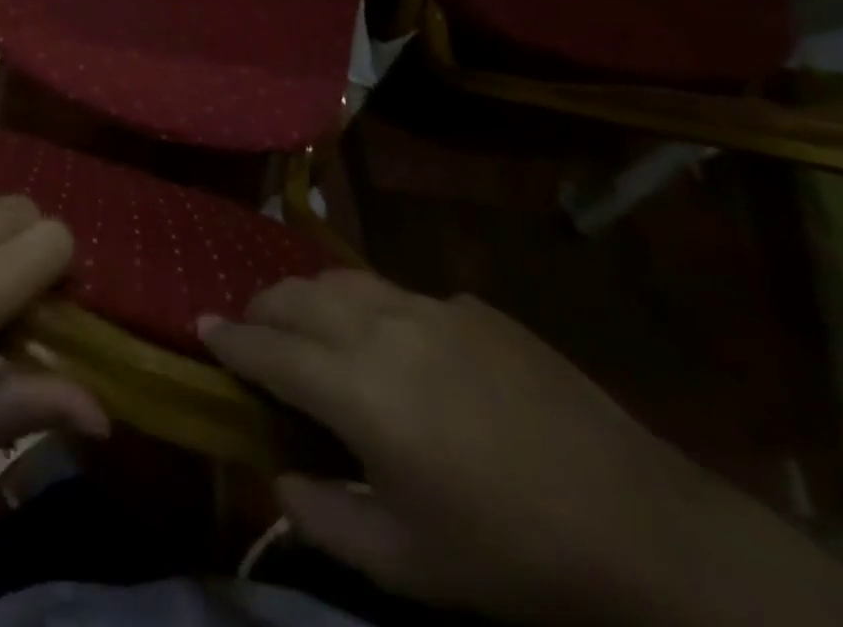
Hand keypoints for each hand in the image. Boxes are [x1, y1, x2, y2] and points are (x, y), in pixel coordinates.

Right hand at [201, 272, 739, 626]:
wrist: (641, 524)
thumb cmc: (510, 554)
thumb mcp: (406, 564)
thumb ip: (322, 517)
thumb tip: (278, 475)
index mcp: (359, 388)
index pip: (268, 348)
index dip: (228, 337)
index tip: (200, 327)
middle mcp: (382, 327)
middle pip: (296, 294)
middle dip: (262, 308)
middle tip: (253, 333)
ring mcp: (430, 306)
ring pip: (341, 278)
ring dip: (309, 297)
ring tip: (308, 326)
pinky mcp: (470, 306)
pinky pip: (398, 293)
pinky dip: (370, 309)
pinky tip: (395, 348)